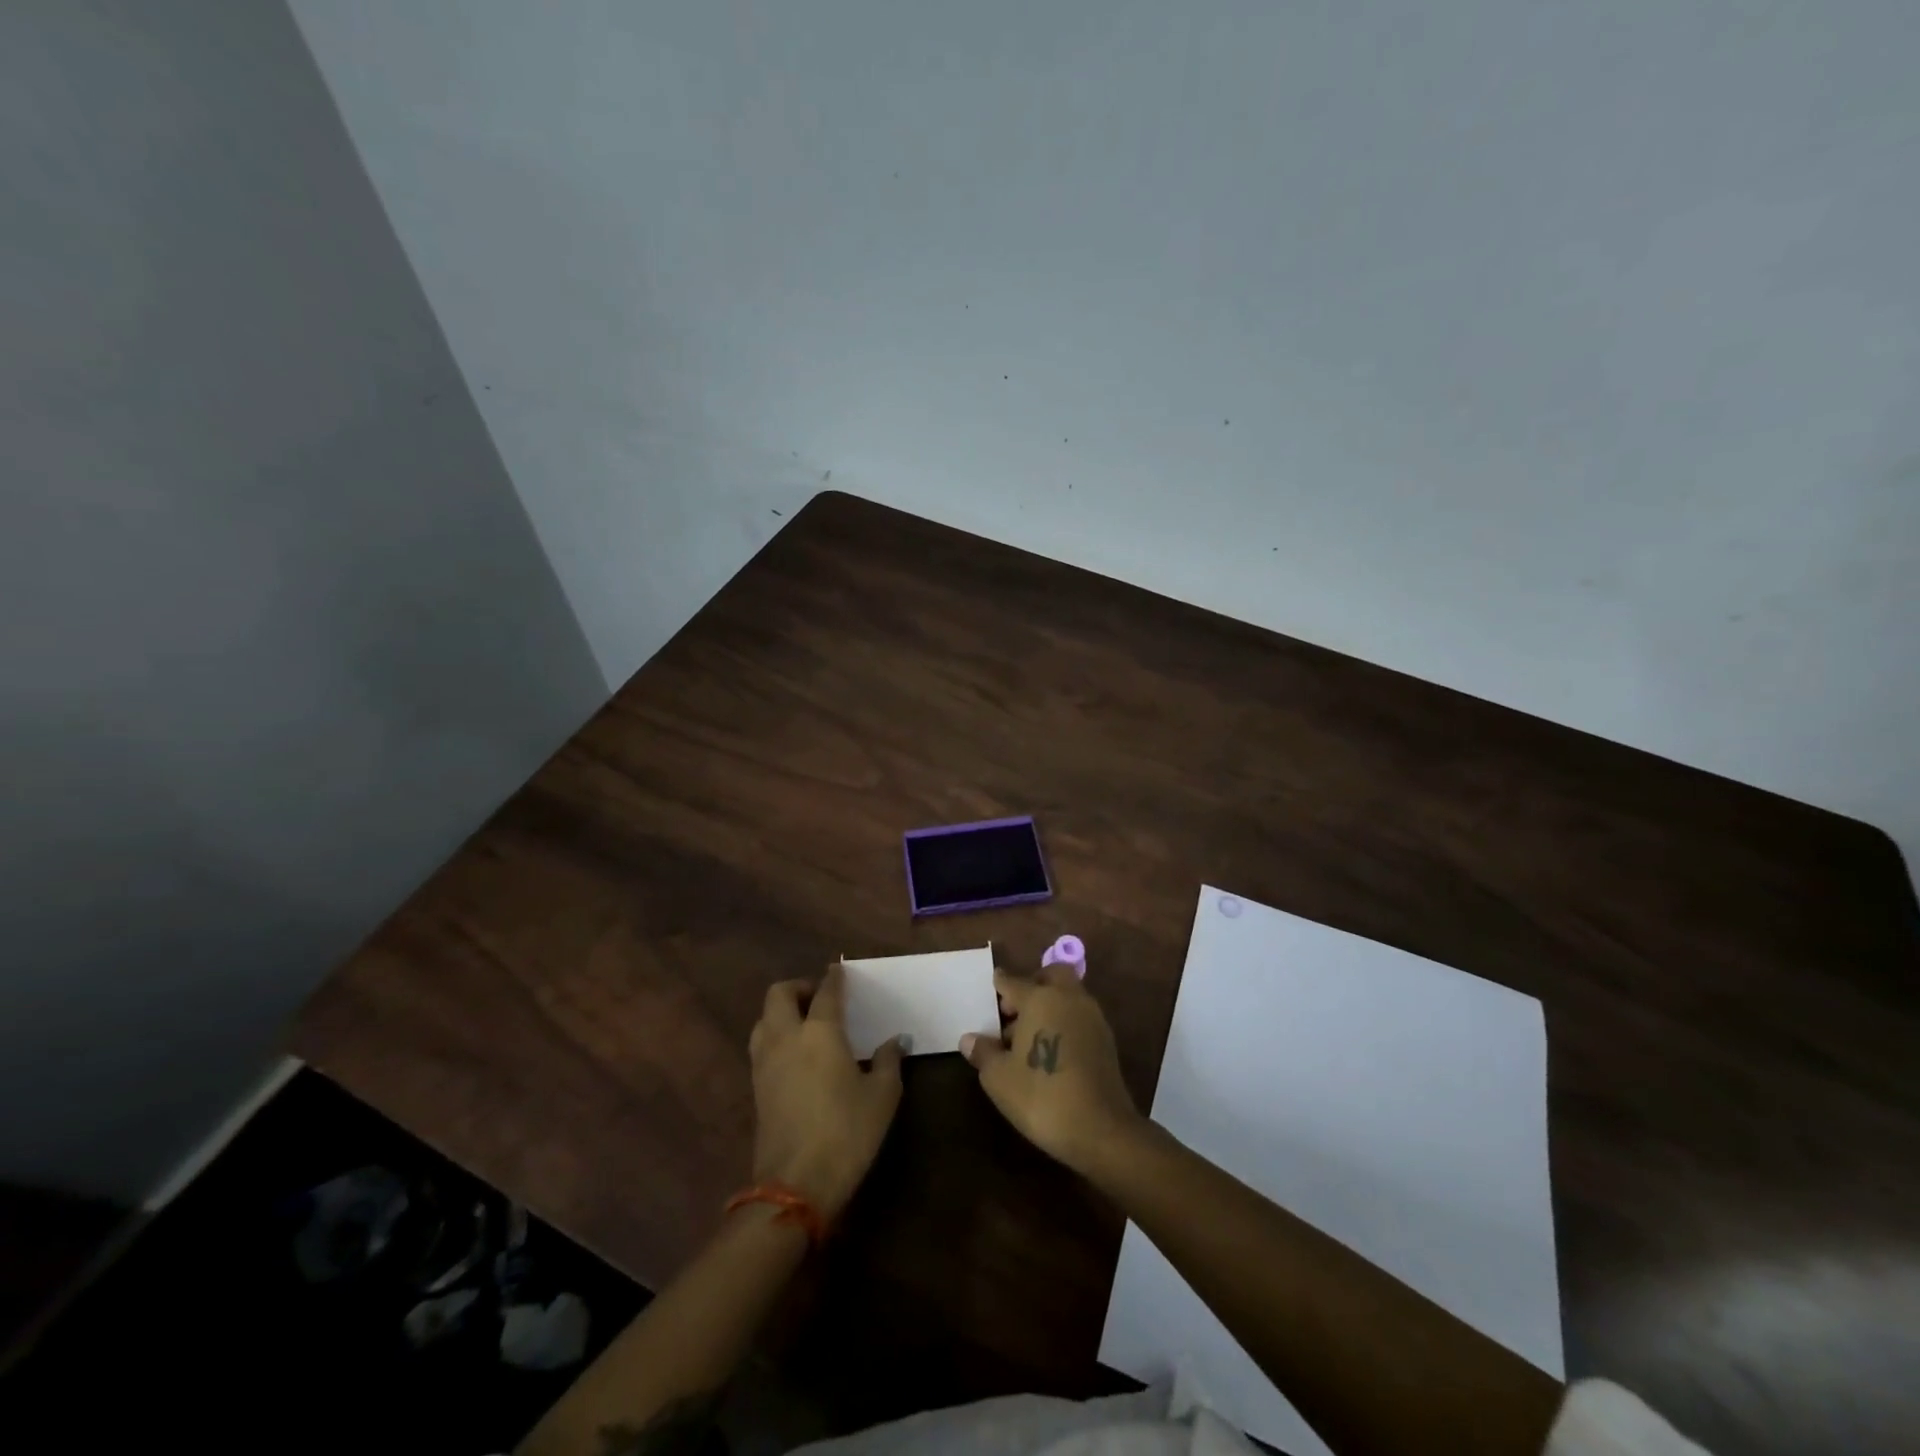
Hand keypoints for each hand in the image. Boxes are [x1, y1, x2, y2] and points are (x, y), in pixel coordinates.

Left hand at [748, 964, 904, 1219]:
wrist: (796, 1185)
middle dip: (798, 987)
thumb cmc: (847, 1132)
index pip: (825, 991)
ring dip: (781, 1011)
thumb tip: (895, 1041)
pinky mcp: (756, 1087)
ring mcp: (765, 1062)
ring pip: (763, 1018)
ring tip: (805, 1023)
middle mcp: (786, 1037)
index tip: (840, 971)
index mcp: (819, 1031)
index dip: (834, 978)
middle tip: (820, 997)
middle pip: (779, 994)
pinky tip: (796, 1055)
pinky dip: (775, 1037)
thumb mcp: (882, 1096)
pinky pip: (761, 1045)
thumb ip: (888, 1061)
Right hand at [960, 963, 1143, 1177]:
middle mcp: (1068, 998)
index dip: (999, 985)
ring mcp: (1092, 1017)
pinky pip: (1079, 1016)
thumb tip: (969, 1039)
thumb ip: (983, 1052)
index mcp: (1040, 998)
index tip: (991, 987)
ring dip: (1050, 1004)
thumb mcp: (999, 1078)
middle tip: (1014, 1010)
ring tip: (1028, 1037)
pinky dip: (1064, 1022)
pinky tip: (1051, 1051)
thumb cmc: (1042, 1096)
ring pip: (1068, 995)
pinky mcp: (1106, 1039)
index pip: (1012, 981)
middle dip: (1032, 984)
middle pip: (1051, 975)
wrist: (1101, 1129)